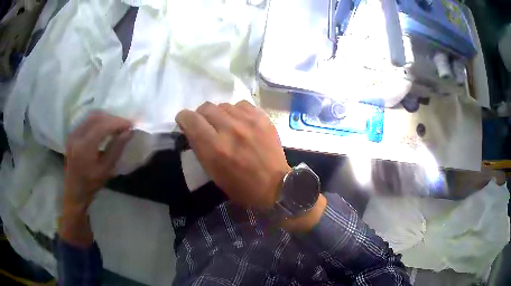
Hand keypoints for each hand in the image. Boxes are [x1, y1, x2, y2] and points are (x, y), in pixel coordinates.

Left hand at [60, 112, 131, 246]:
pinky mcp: (72, 135)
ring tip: (117, 125)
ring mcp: (73, 134)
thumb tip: (129, 132)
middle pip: (96, 117)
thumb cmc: (91, 184)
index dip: (117, 122)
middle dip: (112, 118)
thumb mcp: (106, 169)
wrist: (74, 191)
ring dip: (105, 117)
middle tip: (125, 124)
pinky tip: (105, 127)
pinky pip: (86, 121)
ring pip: (91, 116)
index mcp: (84, 147)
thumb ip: (116, 149)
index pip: (102, 126)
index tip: (131, 124)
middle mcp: (76, 136)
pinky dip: (98, 120)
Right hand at [176, 101, 290, 209]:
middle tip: (206, 125)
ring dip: (219, 114)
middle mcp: (230, 129)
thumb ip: (200, 148)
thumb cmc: (241, 187)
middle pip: (206, 107)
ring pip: (223, 104)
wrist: (275, 185)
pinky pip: (241, 104)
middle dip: (201, 115)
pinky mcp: (262, 117)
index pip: (190, 119)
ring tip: (225, 124)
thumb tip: (193, 129)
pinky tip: (240, 121)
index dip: (184, 118)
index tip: (185, 122)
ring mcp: (248, 121)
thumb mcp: (213, 173)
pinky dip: (236, 111)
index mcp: (214, 148)